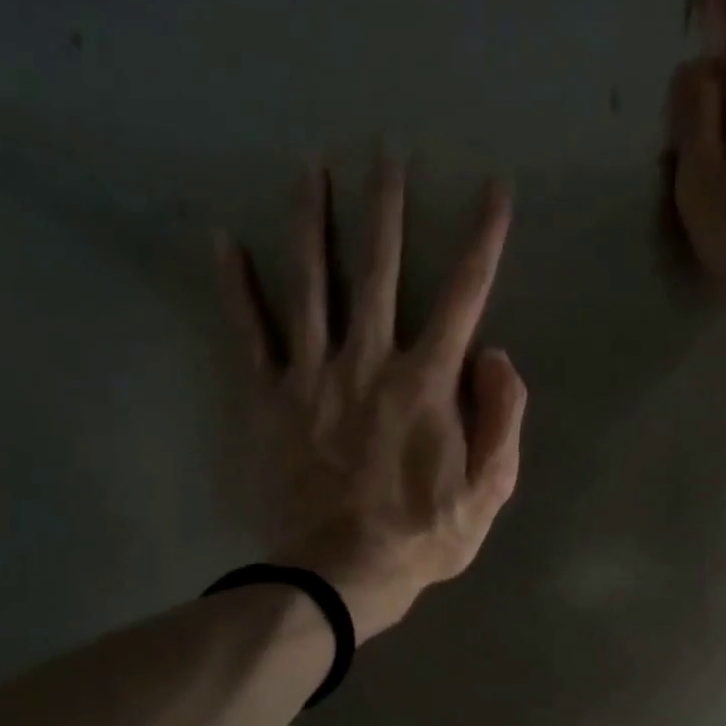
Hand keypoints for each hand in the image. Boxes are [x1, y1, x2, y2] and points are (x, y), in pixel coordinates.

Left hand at [220, 156, 526, 642]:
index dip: (484, 239)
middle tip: (384, 152)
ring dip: (311, 220)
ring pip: (312, 282)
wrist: (340, 573)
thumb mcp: (489, 489)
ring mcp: (313, 375)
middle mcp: (370, 360)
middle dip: (387, 207)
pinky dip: (235, 286)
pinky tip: (223, 239)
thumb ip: (502, 416)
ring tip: (309, 165)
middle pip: (381, 268)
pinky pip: (249, 333)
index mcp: (427, 381)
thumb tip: (495, 353)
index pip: (465, 294)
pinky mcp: (269, 398)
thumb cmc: (422, 535)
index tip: (493, 189)